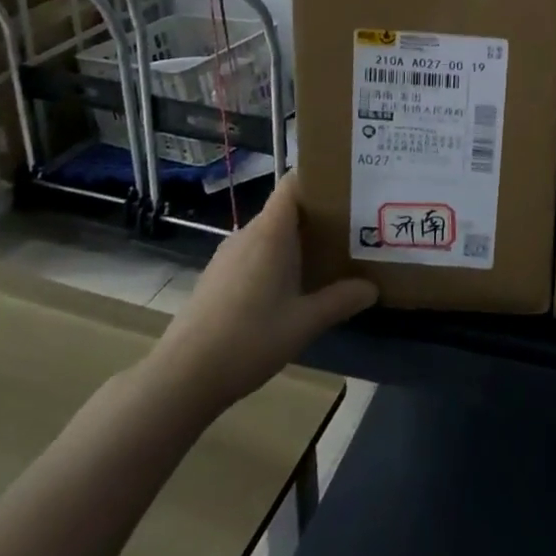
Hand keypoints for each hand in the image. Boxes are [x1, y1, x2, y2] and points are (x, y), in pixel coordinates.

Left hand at [148, 176, 377, 411]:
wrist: (182, 378)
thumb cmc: (248, 339)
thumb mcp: (304, 323)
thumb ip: (340, 300)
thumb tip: (373, 288)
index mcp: (270, 232)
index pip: (293, 183)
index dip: (319, 176)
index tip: (348, 183)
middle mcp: (247, 234)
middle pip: (286, 209)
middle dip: (318, 214)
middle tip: (352, 226)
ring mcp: (227, 256)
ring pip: (269, 234)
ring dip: (296, 241)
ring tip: (328, 256)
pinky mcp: (216, 277)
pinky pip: (254, 254)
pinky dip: (275, 259)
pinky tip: (288, 288)